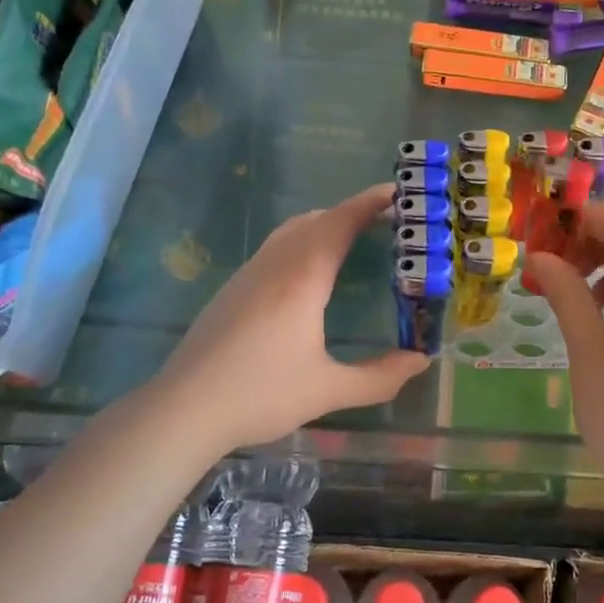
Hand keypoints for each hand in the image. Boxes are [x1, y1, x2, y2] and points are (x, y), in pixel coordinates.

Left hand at [152, 183, 429, 453]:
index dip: (369, 203)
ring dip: (323, 225)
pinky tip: (307, 277)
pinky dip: (301, 242)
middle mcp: (274, 265)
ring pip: (290, 231)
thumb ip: (378, 377)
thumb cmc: (260, 395)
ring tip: (351, 242)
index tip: (397, 193)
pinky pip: (274, 248)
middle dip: (351, 213)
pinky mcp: (231, 290)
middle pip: (316, 220)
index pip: (340, 223)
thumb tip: (420, 361)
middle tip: (385, 223)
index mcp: (302, 278)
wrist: (184, 409)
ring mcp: (247, 274)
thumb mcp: (327, 391)